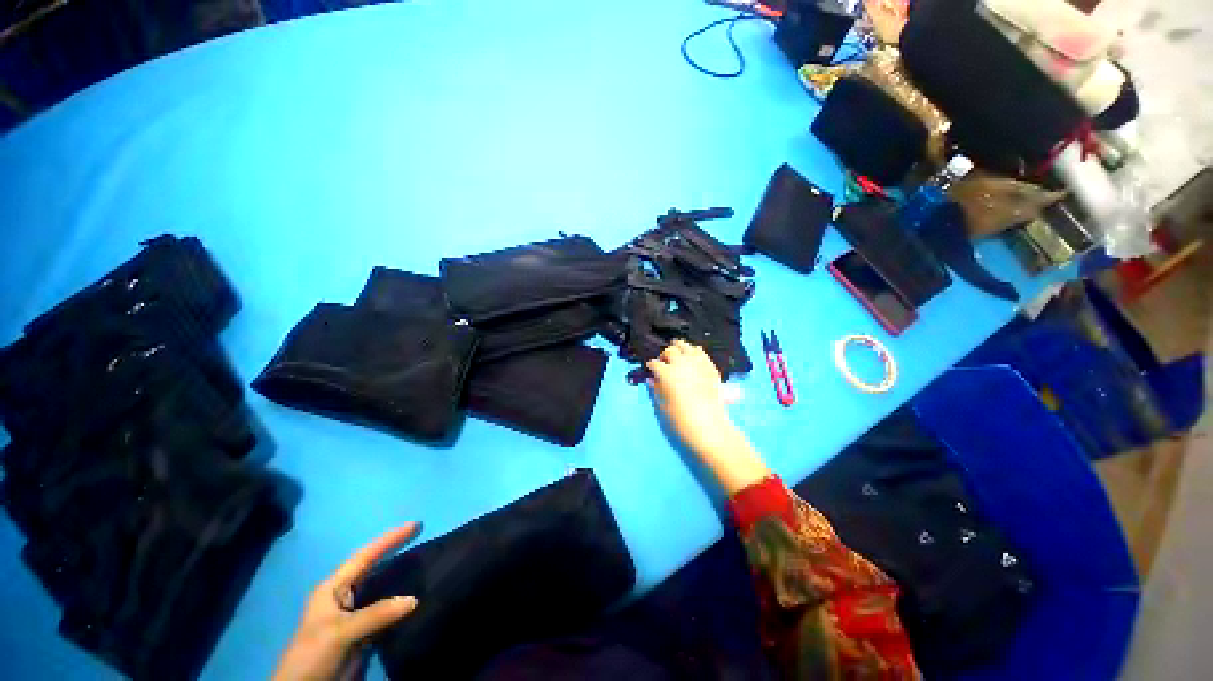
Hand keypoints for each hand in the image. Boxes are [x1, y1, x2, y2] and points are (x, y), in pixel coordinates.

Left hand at [273, 524, 420, 680]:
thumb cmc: (312, 653)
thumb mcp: (341, 632)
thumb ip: (375, 614)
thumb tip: (414, 599)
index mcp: (333, 587)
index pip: (365, 556)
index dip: (389, 539)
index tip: (415, 524)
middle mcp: (343, 595)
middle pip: (373, 567)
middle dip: (395, 551)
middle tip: (421, 536)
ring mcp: (352, 614)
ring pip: (381, 588)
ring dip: (400, 577)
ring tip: (424, 563)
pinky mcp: (361, 631)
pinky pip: (385, 610)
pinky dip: (400, 602)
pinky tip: (415, 598)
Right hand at [646, 340, 731, 455]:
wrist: (708, 425)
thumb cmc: (681, 419)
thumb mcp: (663, 405)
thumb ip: (656, 389)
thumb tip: (651, 379)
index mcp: (666, 373)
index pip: (655, 363)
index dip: (651, 366)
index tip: (650, 369)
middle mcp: (681, 364)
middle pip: (670, 351)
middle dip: (664, 355)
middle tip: (664, 362)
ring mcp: (697, 363)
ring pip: (685, 346)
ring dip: (679, 348)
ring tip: (677, 354)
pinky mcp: (709, 366)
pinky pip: (701, 352)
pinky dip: (694, 352)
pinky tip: (692, 356)